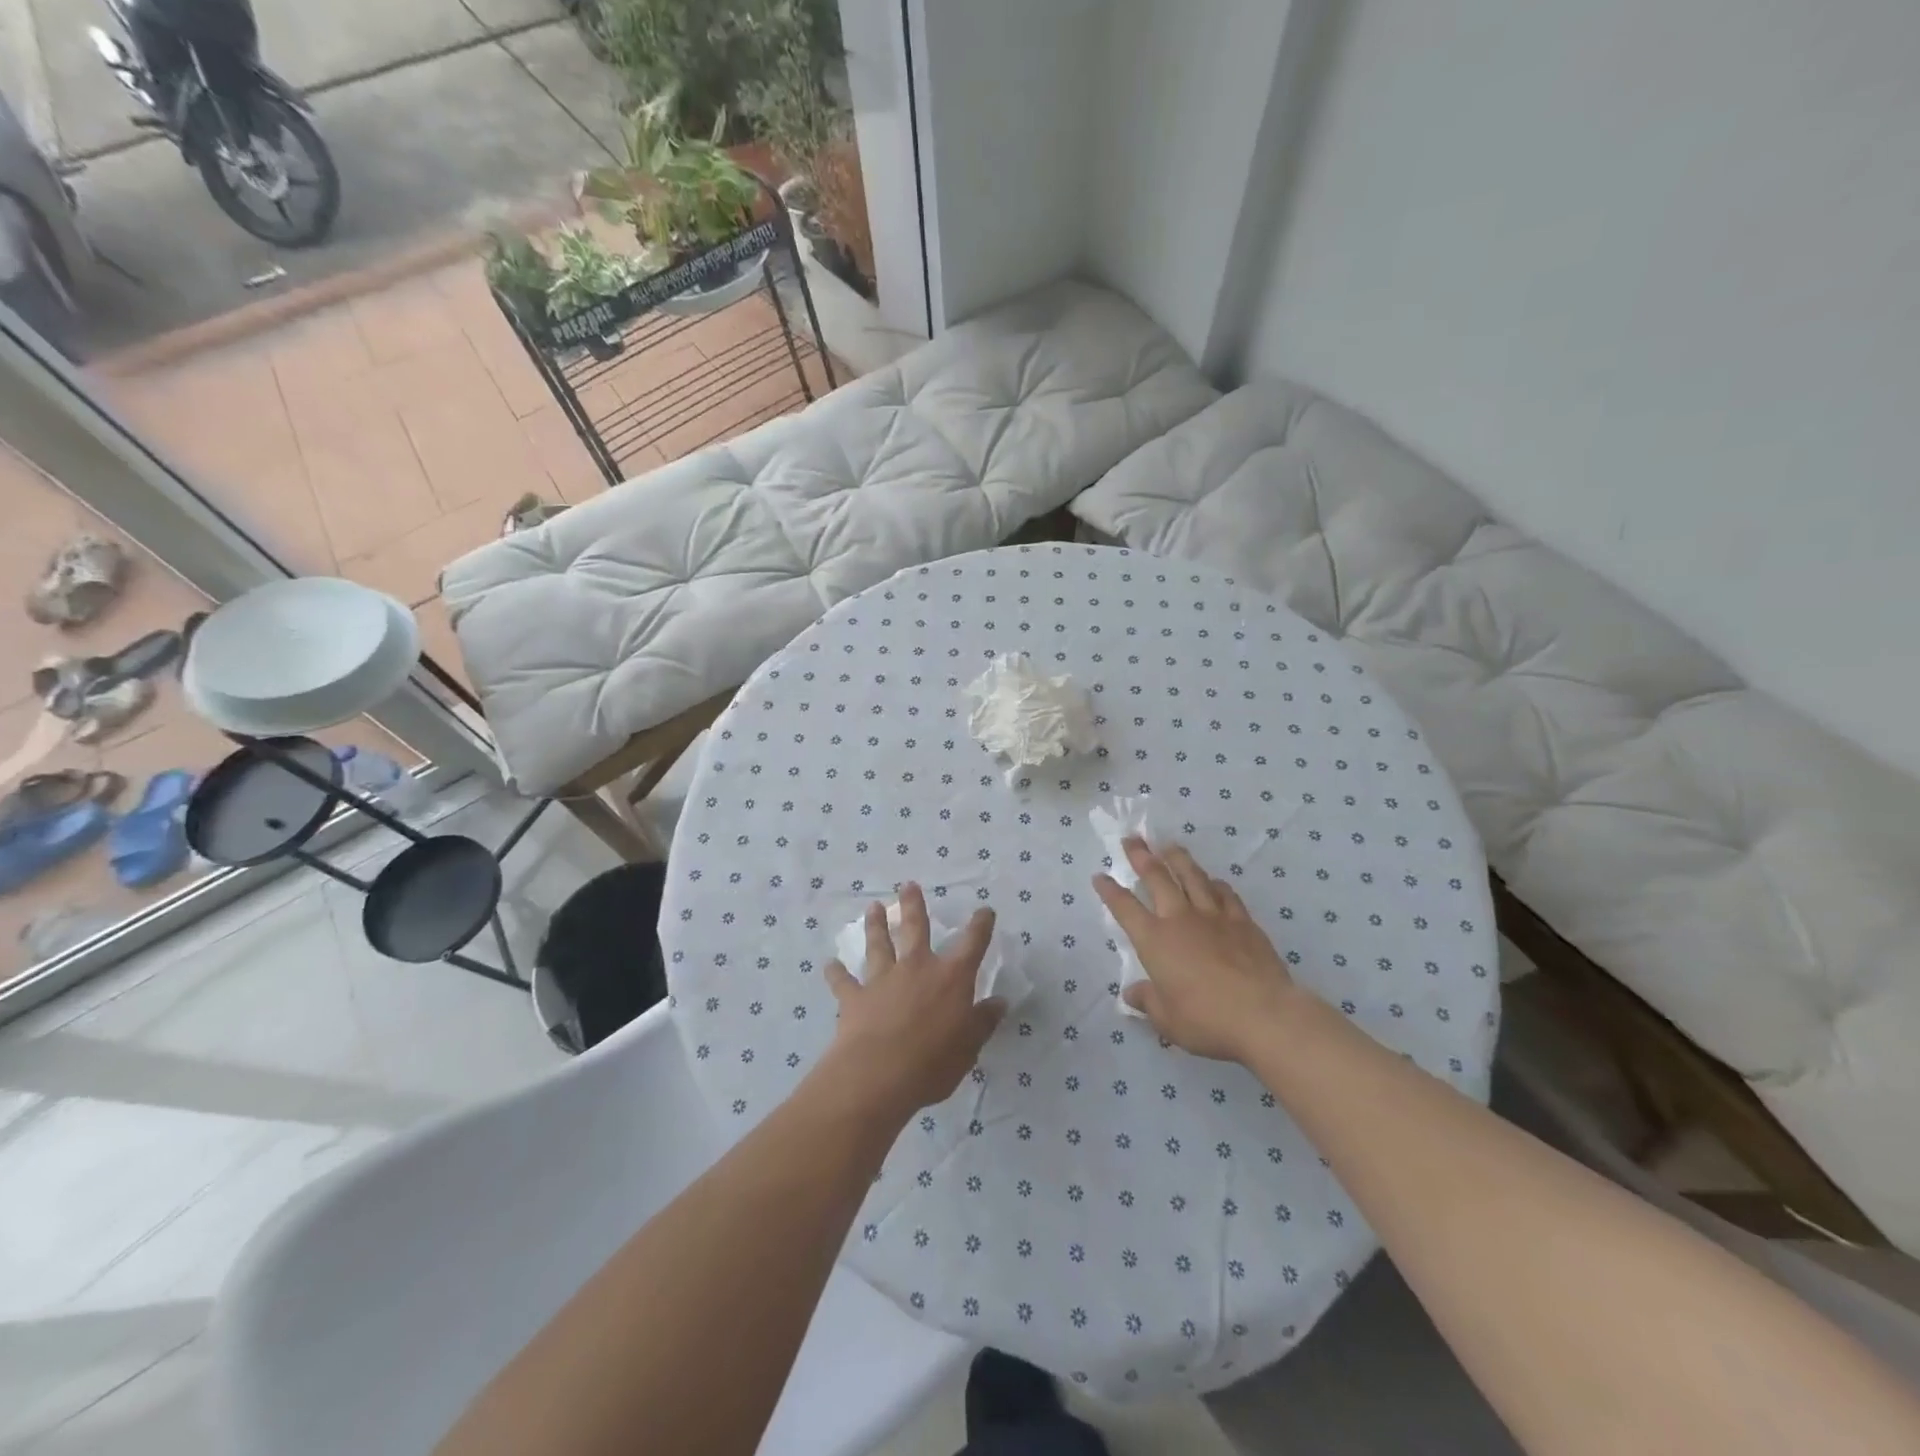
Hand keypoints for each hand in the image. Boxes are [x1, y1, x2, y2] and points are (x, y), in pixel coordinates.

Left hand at [822, 883, 1004, 1117]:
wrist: (878, 1075)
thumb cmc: (933, 1062)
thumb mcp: (969, 1046)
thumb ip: (983, 1022)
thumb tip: (999, 1001)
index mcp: (951, 978)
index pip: (972, 944)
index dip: (980, 926)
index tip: (984, 910)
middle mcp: (916, 968)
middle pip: (915, 928)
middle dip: (914, 905)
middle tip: (908, 885)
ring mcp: (882, 979)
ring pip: (878, 945)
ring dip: (876, 926)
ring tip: (872, 907)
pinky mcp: (855, 997)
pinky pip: (843, 981)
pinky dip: (836, 973)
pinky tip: (829, 965)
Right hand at [1094, 837, 1296, 1062]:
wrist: (1263, 1015)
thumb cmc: (1206, 1019)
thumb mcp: (1167, 1019)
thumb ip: (1148, 1001)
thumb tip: (1132, 994)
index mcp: (1154, 940)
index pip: (1125, 908)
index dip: (1110, 891)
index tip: (1100, 875)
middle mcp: (1180, 919)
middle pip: (1157, 877)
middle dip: (1142, 856)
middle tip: (1133, 839)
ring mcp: (1214, 916)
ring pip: (1192, 877)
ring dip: (1178, 859)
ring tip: (1169, 845)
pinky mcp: (1243, 922)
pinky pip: (1226, 894)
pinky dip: (1215, 884)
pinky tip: (1214, 881)